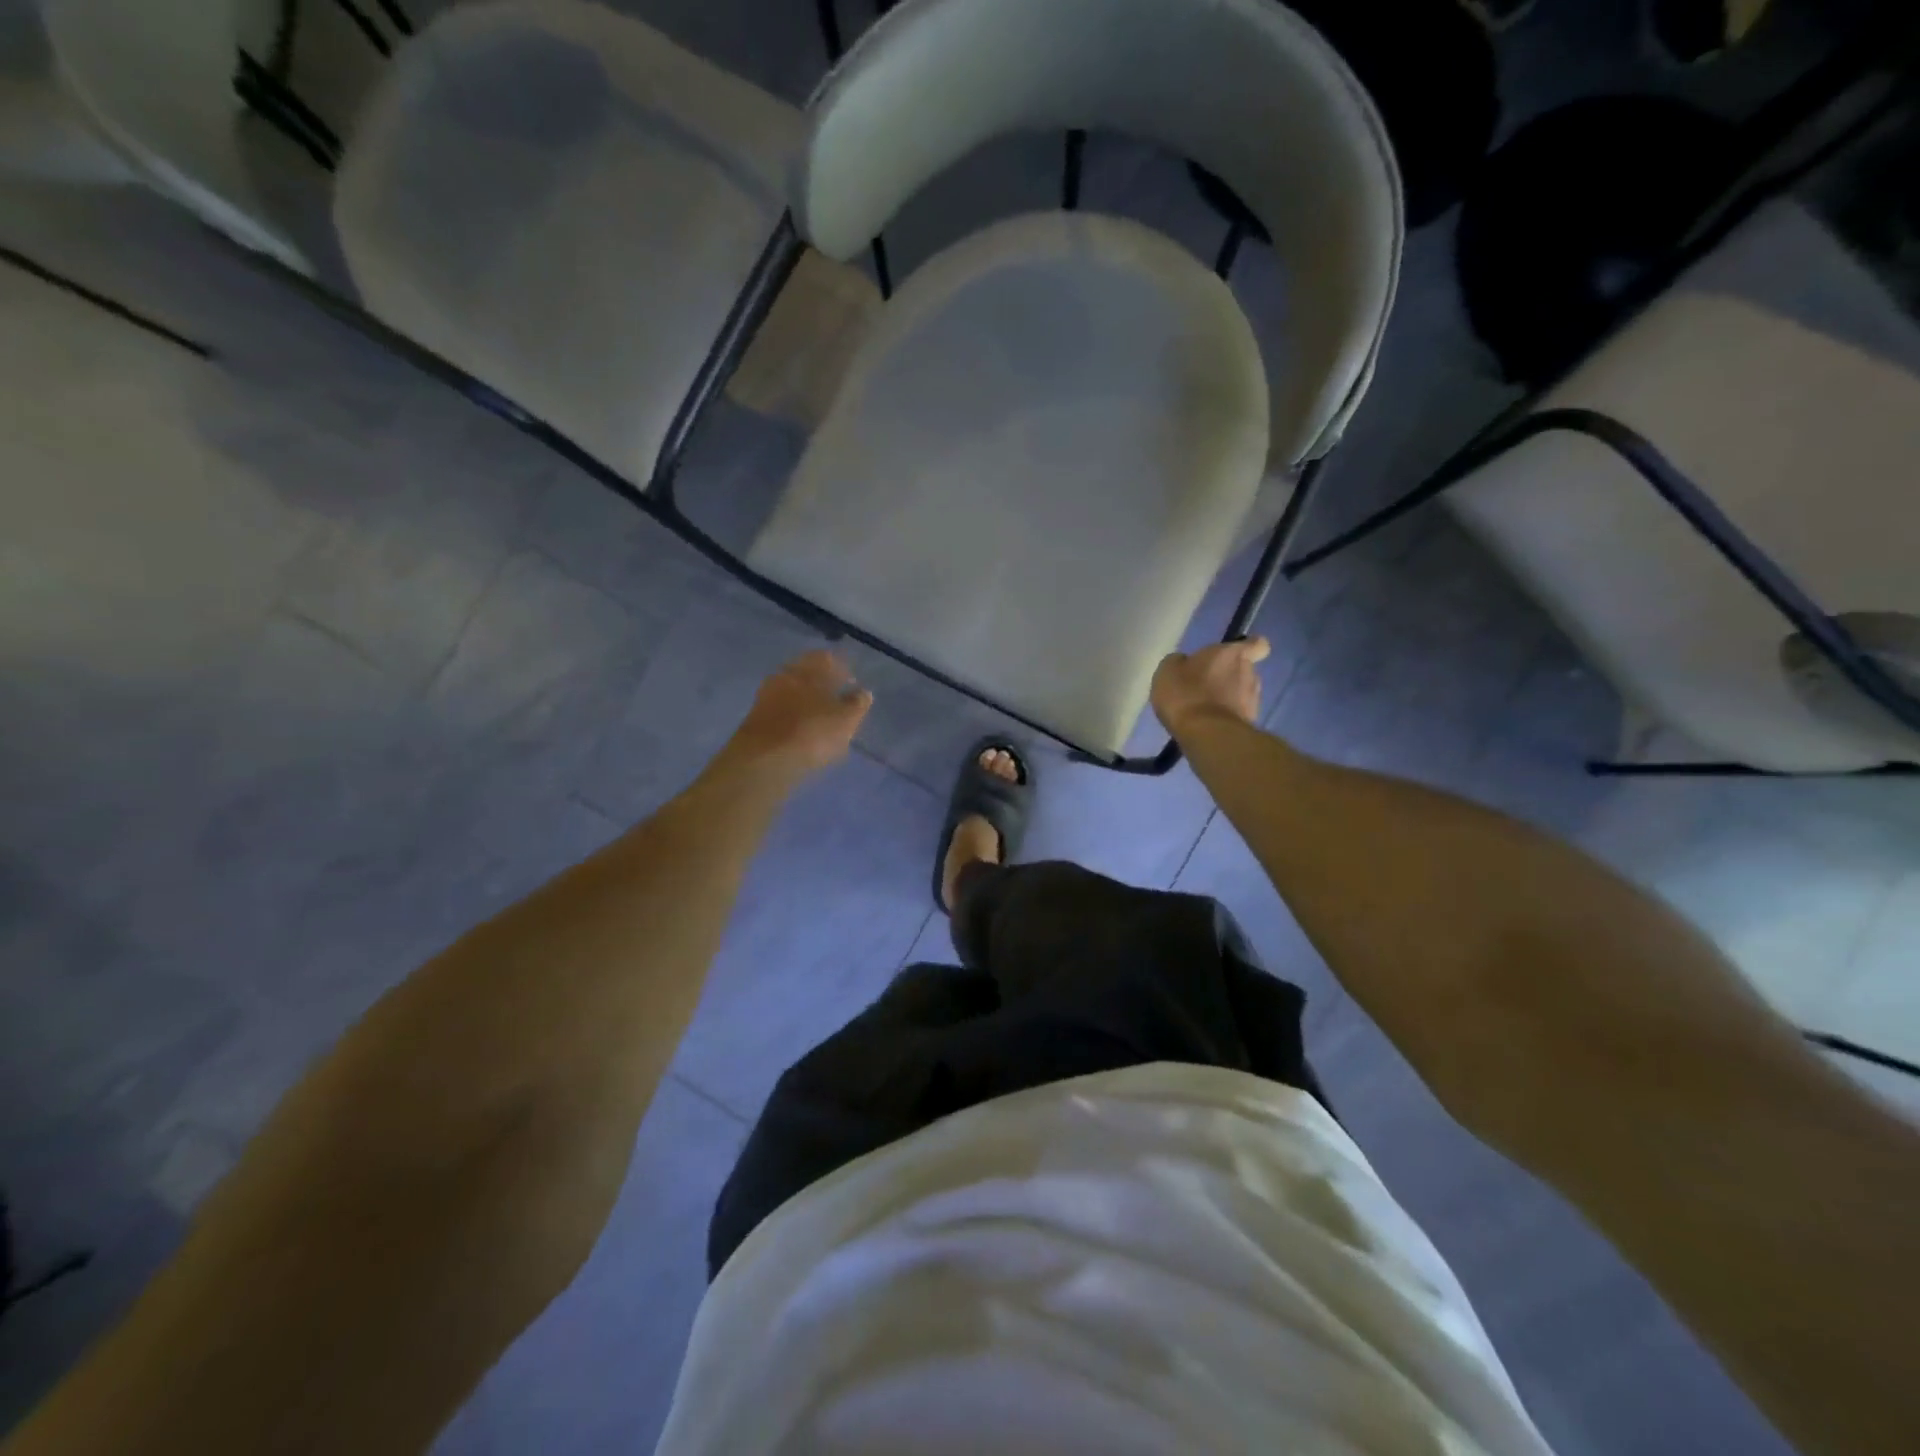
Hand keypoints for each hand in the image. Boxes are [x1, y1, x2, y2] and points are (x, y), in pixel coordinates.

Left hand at [726, 650, 872, 776]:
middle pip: (806, 675)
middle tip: (837, 701)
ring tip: (822, 720)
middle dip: (821, 685)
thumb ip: (857, 703)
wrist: (763, 761)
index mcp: (806, 668)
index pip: (826, 658)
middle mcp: (783, 676)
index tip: (851, 682)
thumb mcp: (846, 719)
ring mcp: (766, 698)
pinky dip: (794, 720)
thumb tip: (863, 693)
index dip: (841, 669)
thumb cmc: (812, 732)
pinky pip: (782, 714)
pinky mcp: (756, 721)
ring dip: (806, 704)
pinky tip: (803, 734)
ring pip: (792, 694)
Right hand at [1151, 637, 1270, 735]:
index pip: (1258, 644)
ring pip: (1242, 693)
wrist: (1206, 734)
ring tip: (1202, 709)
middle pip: (1244, 670)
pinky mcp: (1249, 724)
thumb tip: (1184, 662)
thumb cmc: (1186, 693)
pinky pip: (1236, 715)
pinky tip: (1205, 725)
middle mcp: (1250, 673)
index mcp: (1233, 654)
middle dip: (1228, 676)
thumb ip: (1179, 662)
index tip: (1233, 655)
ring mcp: (1253, 701)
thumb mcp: (1168, 671)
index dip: (1248, 647)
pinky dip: (1224, 717)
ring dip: (1226, 698)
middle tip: (1203, 685)